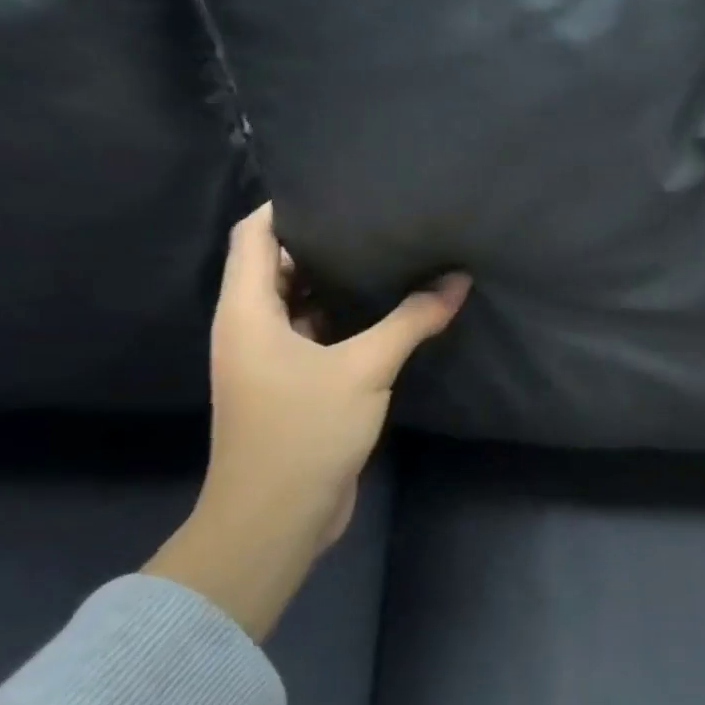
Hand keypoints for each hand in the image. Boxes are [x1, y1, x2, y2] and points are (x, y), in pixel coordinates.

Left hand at [146, 204, 468, 638]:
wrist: (275, 519)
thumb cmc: (304, 431)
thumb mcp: (365, 369)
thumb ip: (411, 321)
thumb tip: (457, 282)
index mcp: (247, 312)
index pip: (254, 236)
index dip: (287, 206)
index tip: (337, 185)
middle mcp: (249, 329)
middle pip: (277, 265)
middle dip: (322, 240)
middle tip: (376, 218)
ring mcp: (269, 360)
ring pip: (300, 303)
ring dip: (337, 282)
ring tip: (388, 255)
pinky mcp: (291, 386)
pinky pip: (316, 335)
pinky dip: (345, 319)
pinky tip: (388, 312)